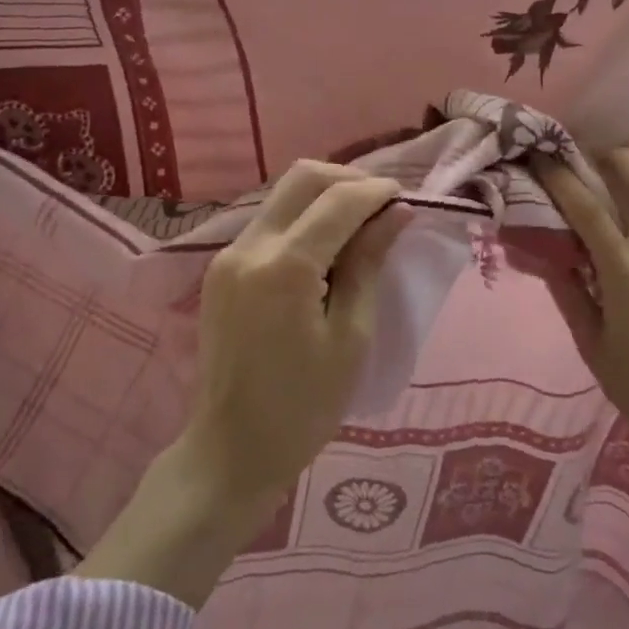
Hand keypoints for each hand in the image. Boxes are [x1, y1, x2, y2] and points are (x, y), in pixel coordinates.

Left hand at [74, 159, 403, 607]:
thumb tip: (397, 213)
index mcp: (284, 268)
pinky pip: (269, 221)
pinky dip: (304, 218)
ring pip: (283, 194)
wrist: (231, 450)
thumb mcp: (351, 337)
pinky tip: (328, 246)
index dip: (377, 191)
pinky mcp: (222, 268)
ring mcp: (228, 255)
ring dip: (325, 196)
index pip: (337, 200)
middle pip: (303, 177)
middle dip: (349, 180)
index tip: (407, 199)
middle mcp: (249, 247)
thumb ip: (369, 264)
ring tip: (361, 224)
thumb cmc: (303, 407)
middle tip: (384, 206)